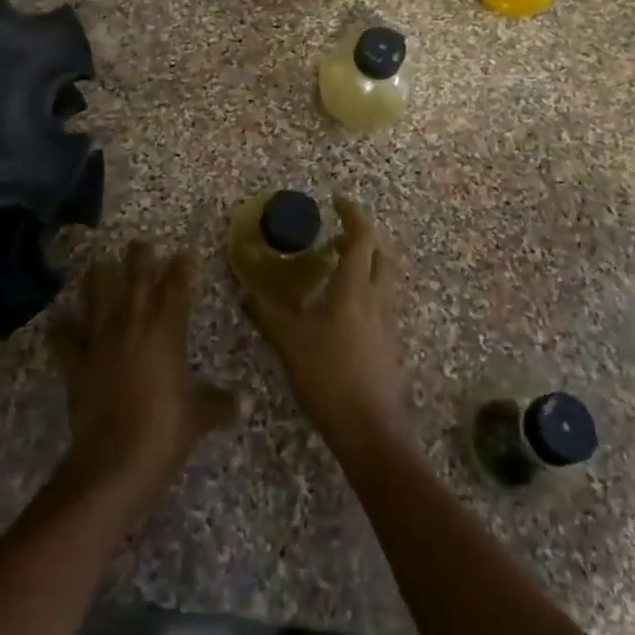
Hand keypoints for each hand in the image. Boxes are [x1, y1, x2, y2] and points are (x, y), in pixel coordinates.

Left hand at [48, 242, 239, 525]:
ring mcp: (100, 339)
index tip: (186, 256)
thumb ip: (221, 404)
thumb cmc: (165, 433)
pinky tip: (59, 320)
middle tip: (140, 244)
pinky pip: (63, 337)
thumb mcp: (199, 418)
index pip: (177, 284)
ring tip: (98, 267)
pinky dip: (61, 327)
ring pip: (95, 293)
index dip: (182, 267)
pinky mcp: (75, 362)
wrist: (114, 463)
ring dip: (98, 278)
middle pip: (135, 276)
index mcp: (166, 329)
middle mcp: (132, 323)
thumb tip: (248, 403)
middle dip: (139, 257)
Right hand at [240, 195, 405, 452]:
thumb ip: (266, 312)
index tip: (337, 200)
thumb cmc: (329, 377)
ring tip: (335, 272)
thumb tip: (244, 290)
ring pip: (384, 281)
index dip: (352, 214)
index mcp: (355, 290)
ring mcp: (388, 325)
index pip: (361, 238)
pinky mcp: (390, 347)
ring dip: (365, 266)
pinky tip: (342, 315)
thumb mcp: (289, 343)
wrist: (370, 433)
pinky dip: (365, 294)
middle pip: (381, 255)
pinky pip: (382, 305)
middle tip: (335, 238)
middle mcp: (378, 300)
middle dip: (362, 239)